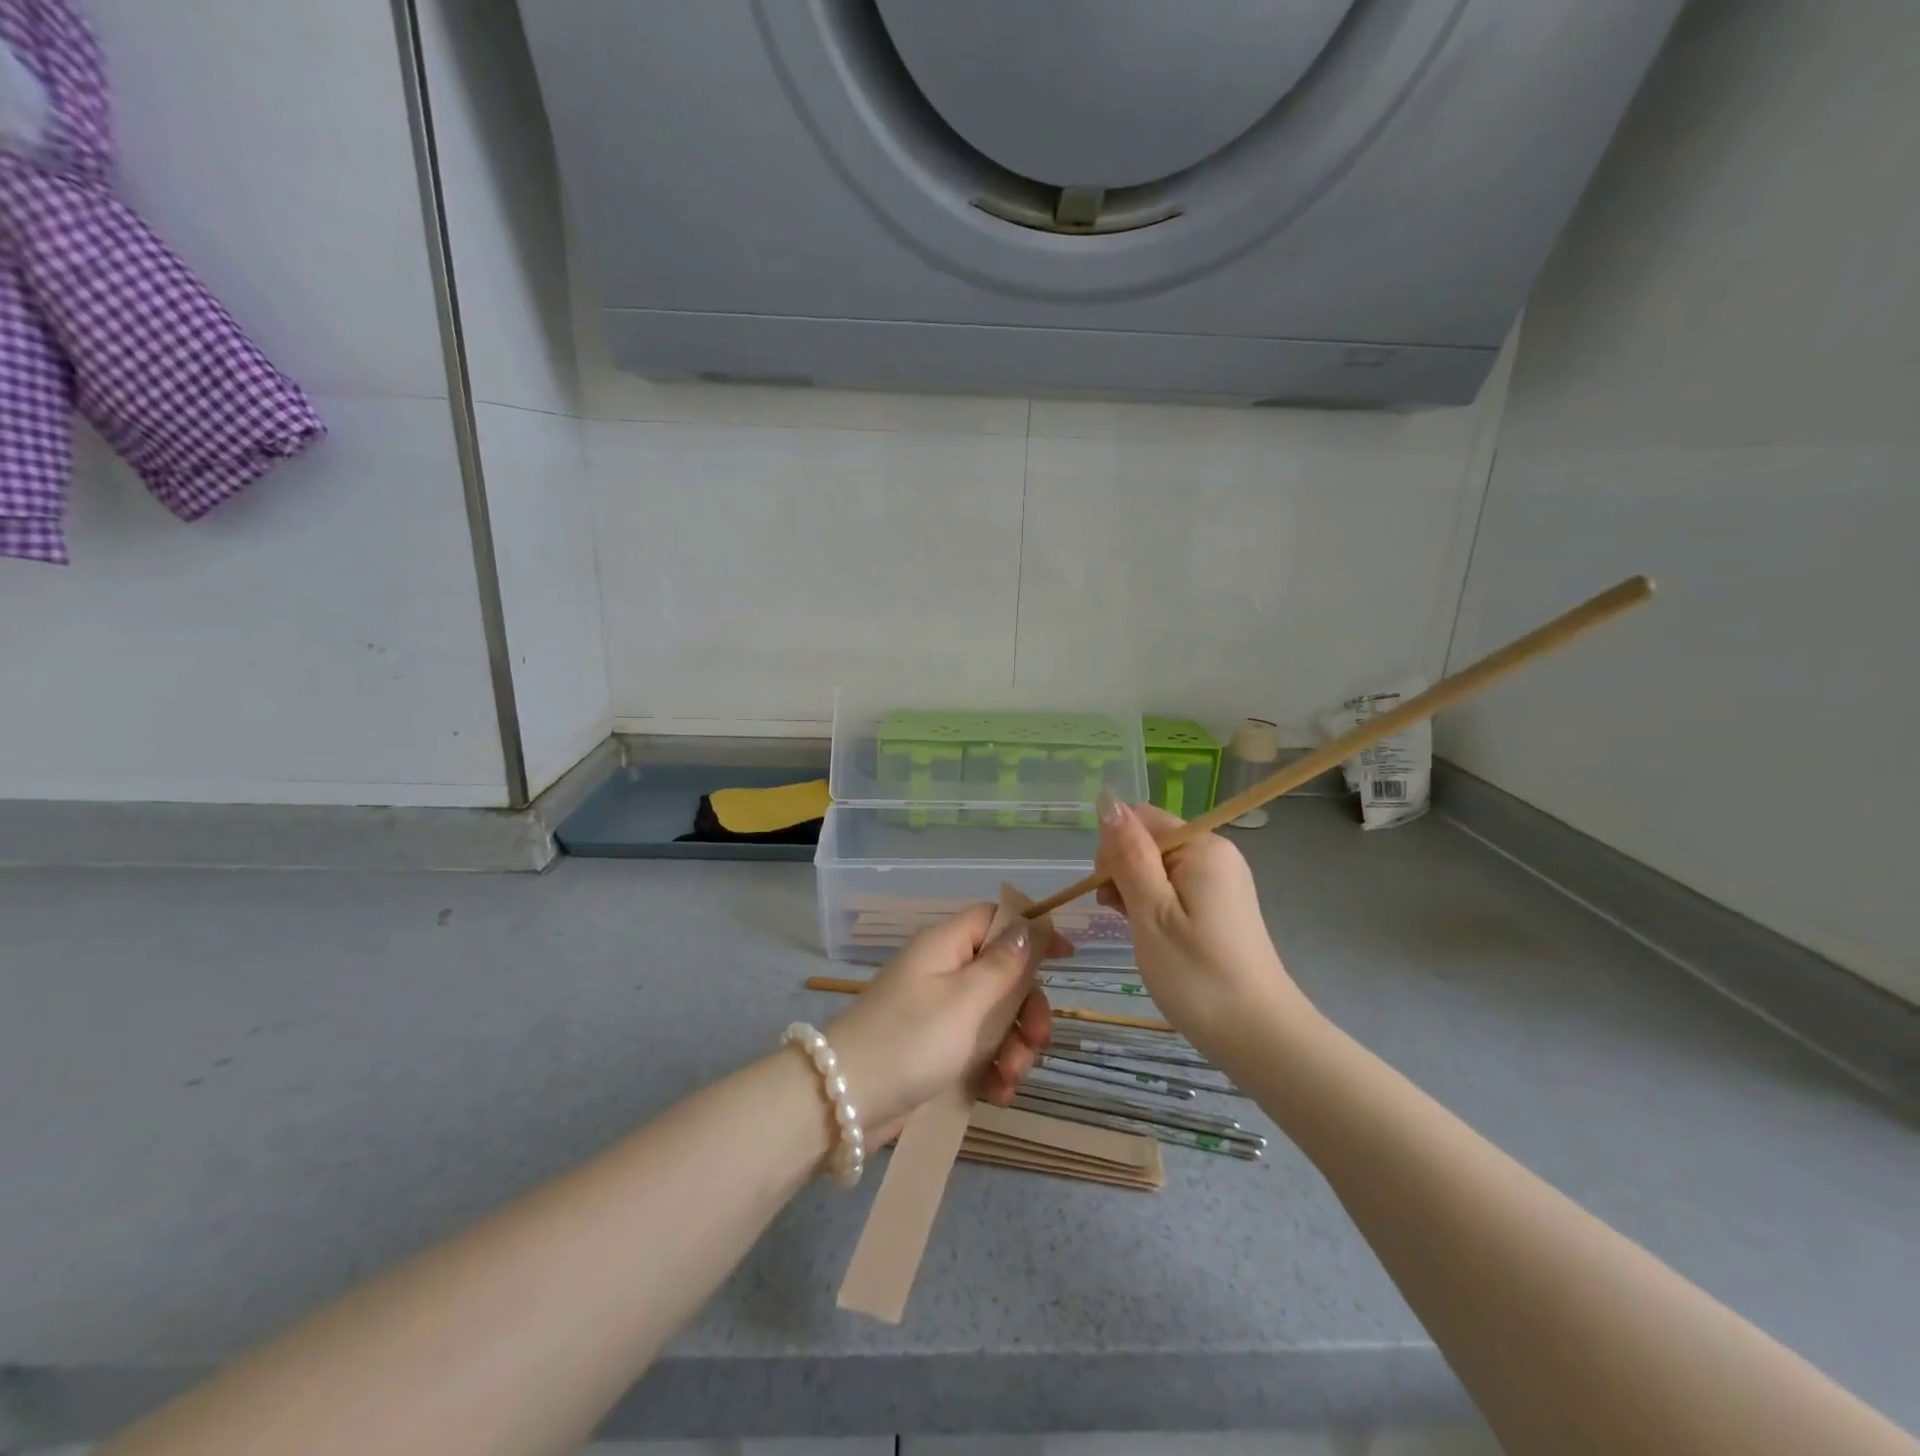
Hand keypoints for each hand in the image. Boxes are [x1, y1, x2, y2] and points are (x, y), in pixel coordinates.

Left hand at [827, 904, 1064, 1131]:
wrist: (846, 1101)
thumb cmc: (912, 1039)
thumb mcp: (967, 999)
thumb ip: (1005, 963)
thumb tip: (1031, 925)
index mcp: (946, 945)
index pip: (995, 919)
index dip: (1031, 933)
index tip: (1066, 958)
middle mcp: (943, 970)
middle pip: (1003, 973)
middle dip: (1027, 1009)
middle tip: (1038, 1040)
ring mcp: (938, 1011)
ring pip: (996, 1016)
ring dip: (1014, 1047)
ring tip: (1011, 1079)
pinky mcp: (934, 1049)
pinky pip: (978, 1048)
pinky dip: (993, 1069)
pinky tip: (997, 1094)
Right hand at [1095, 795, 1309, 1056]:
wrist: (1260, 1037)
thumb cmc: (1197, 975)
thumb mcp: (1151, 912)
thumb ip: (1128, 855)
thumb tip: (1107, 801)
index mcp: (1201, 846)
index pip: (1138, 819)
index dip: (1113, 850)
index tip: (1109, 894)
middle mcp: (1216, 852)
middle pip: (1148, 840)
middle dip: (1123, 872)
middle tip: (1123, 918)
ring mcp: (1221, 879)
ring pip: (1157, 866)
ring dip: (1136, 892)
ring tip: (1138, 932)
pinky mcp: (1222, 904)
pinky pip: (1175, 887)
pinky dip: (1155, 905)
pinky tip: (1154, 935)